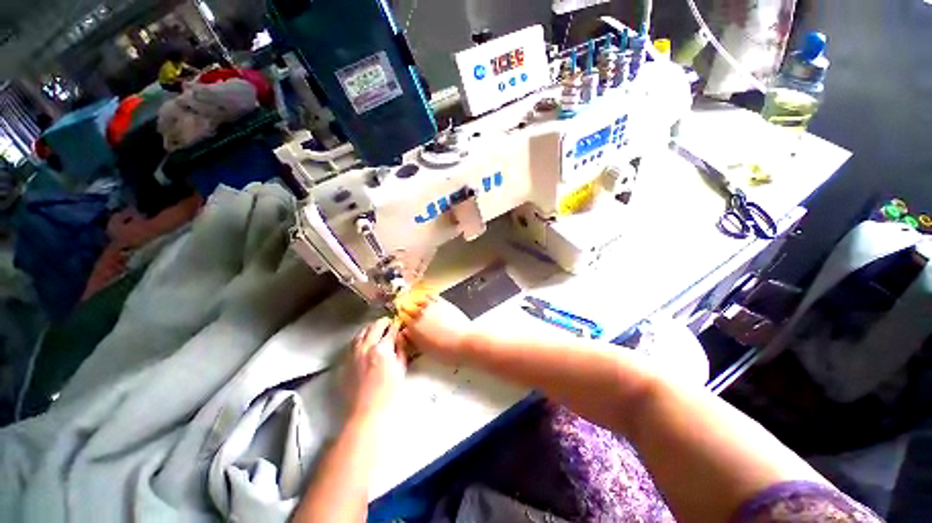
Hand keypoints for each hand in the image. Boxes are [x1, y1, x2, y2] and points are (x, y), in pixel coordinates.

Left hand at [345, 318, 406, 418]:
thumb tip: (400, 338)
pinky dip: (360, 338)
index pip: (391, 330)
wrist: (366, 412)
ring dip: (370, 328)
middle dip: (383, 323)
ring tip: (376, 329)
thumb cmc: (389, 393)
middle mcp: (366, 347)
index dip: (396, 325)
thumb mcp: (401, 369)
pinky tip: (364, 341)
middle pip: (374, 327)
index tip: (399, 324)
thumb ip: (401, 350)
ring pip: (361, 333)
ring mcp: (354, 354)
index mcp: (382, 349)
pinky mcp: (346, 361)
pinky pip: (353, 343)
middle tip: (389, 323)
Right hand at [396, 292, 472, 363]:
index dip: (405, 323)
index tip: (407, 325)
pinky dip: (427, 297)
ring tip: (418, 305)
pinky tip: (427, 297)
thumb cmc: (447, 350)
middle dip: (408, 312)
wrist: (464, 341)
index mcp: (413, 329)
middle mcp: (419, 315)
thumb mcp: (426, 350)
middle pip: (409, 310)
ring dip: (417, 303)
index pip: (404, 322)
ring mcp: (431, 307)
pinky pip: (431, 296)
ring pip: (419, 301)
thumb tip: (410, 335)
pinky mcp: (442, 302)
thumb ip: (415, 340)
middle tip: (409, 314)